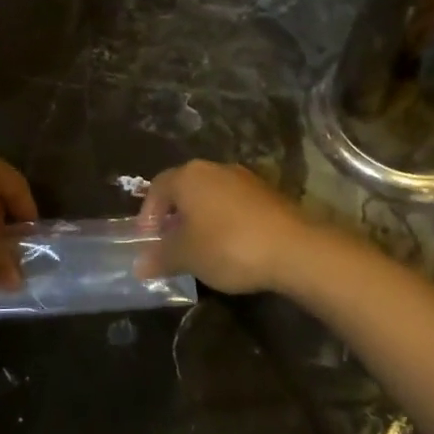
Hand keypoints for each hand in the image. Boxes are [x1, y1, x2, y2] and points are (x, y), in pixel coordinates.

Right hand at [136, 160, 314, 295]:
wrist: (294, 249)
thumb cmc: (228, 246)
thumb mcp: (187, 256)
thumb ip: (160, 257)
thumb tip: (139, 265)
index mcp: (189, 176)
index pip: (158, 187)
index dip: (148, 214)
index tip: (147, 239)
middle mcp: (216, 168)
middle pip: (186, 189)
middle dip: (175, 216)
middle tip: (170, 244)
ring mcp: (246, 179)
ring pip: (212, 196)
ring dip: (201, 219)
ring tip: (199, 248)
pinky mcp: (269, 194)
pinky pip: (235, 205)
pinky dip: (225, 222)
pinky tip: (230, 247)